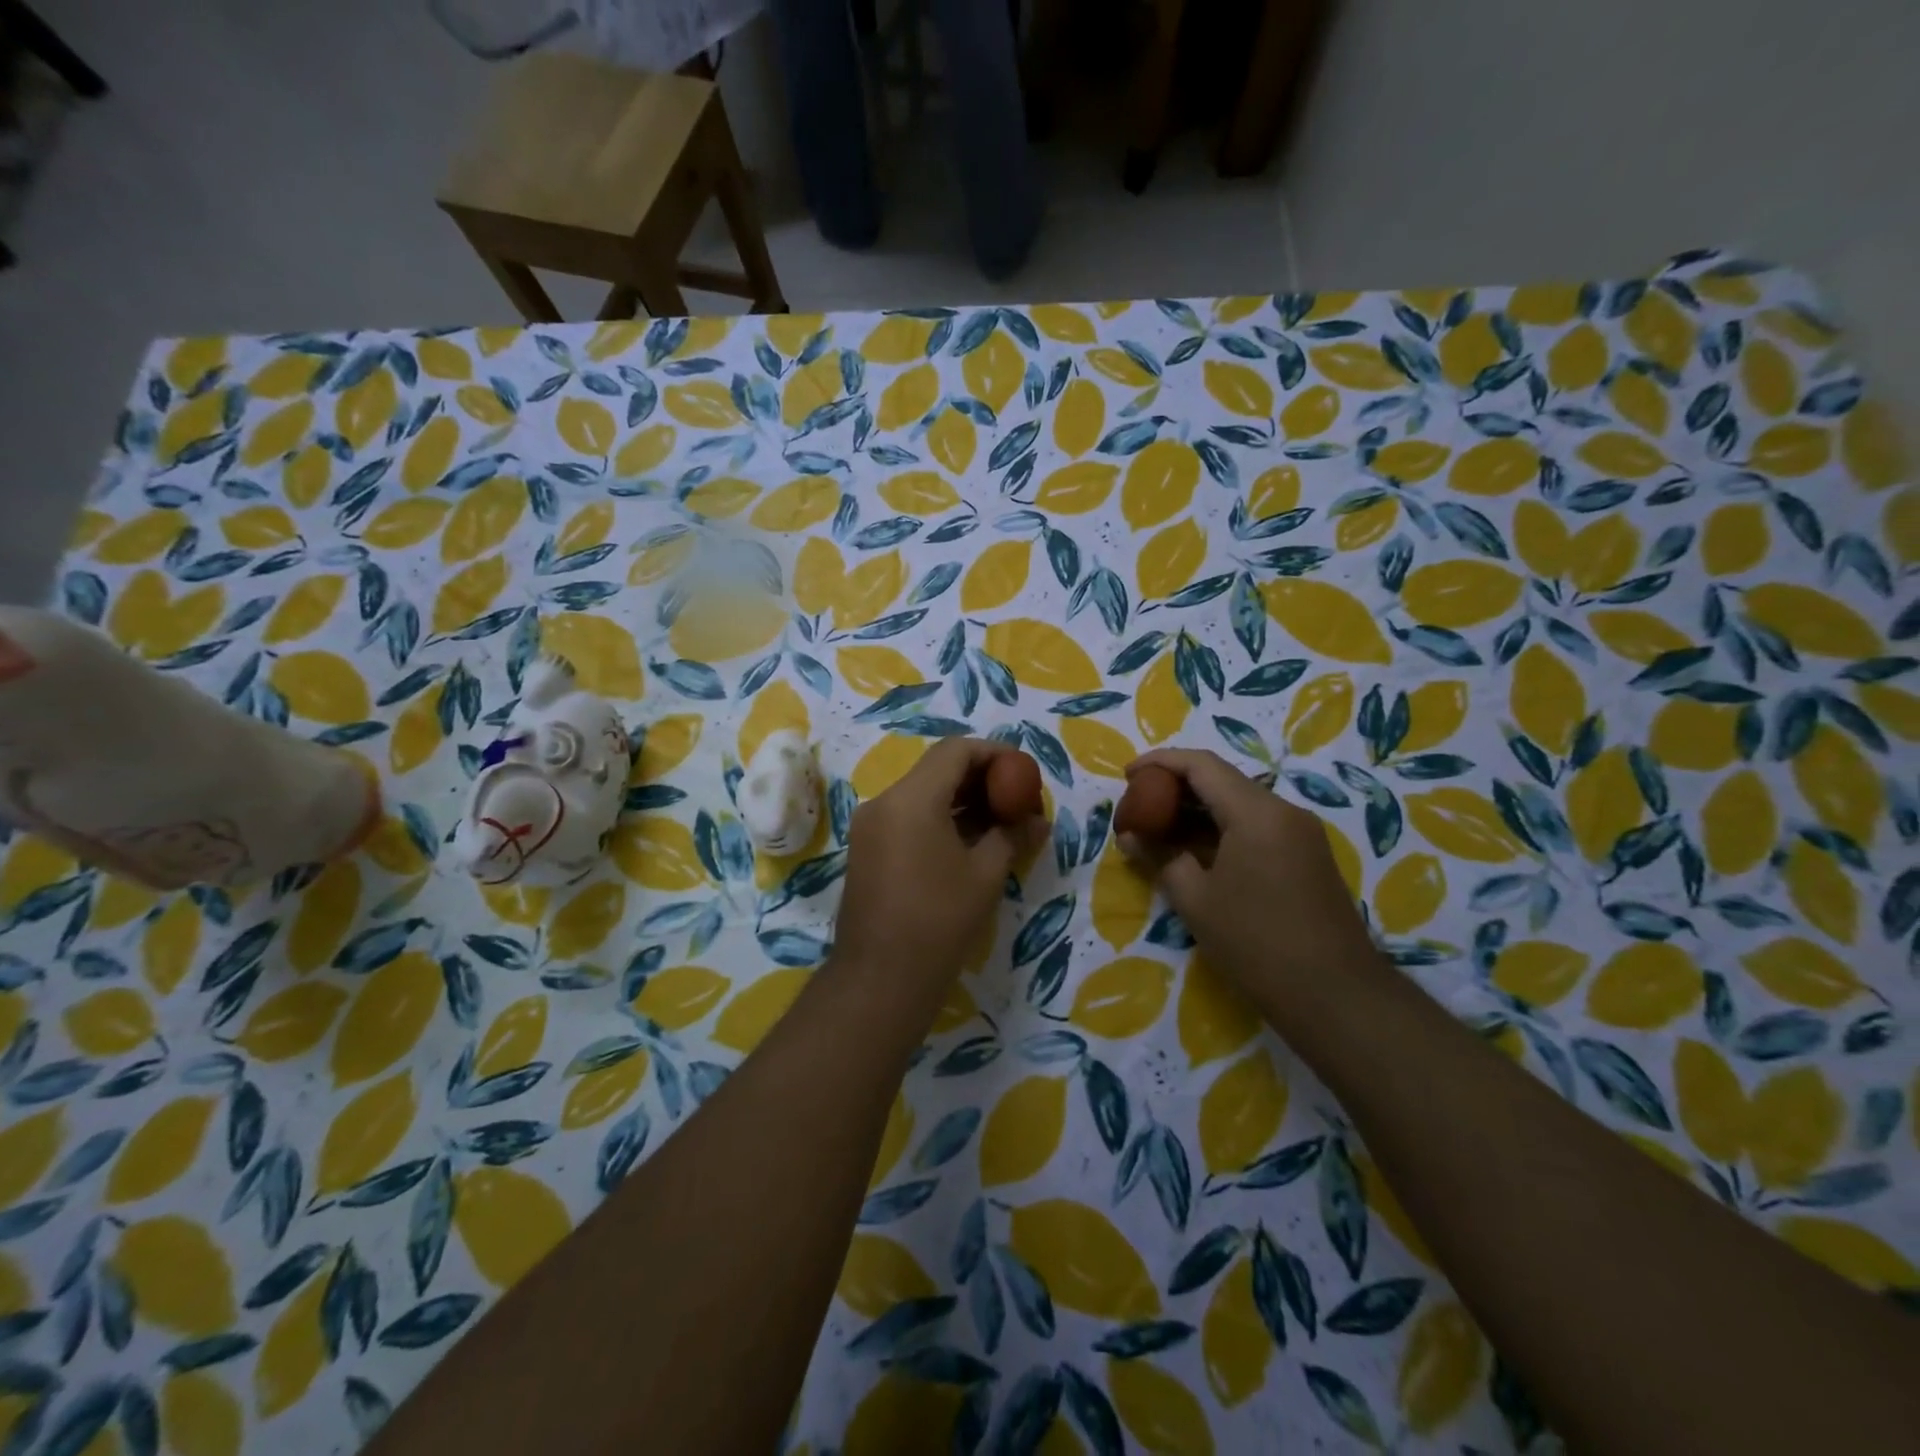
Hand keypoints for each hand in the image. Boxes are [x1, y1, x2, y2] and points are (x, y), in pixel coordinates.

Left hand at [832, 738, 1041, 1017]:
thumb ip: (1012, 835)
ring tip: (999, 821)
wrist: (880, 979)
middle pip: (937, 769)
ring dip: (961, 800)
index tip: (1023, 771)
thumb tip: (1038, 821)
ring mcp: (870, 825)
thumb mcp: (985, 874)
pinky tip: (969, 841)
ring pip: (922, 793)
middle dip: (980, 777)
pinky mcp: (866, 849)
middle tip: (1016, 798)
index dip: (994, 753)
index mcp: (911, 798)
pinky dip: (939, 818)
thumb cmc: (939, 920)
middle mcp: (884, 801)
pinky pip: (908, 817)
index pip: (956, 751)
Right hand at [1118, 749, 1375, 1004]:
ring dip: (1198, 809)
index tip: (1127, 775)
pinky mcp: (1308, 856)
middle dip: (1176, 785)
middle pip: (1222, 779)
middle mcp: (1283, 811)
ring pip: (1240, 802)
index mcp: (1256, 813)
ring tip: (1160, 828)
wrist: (1336, 995)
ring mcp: (1301, 833)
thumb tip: (1130, 836)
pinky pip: (1257, 825)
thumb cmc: (1256, 943)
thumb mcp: (1195, 900)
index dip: (1160, 762)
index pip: (1201, 765)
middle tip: (1139, 804)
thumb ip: (1159, 857)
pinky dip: (1221, 827)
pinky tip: (1197, 850)